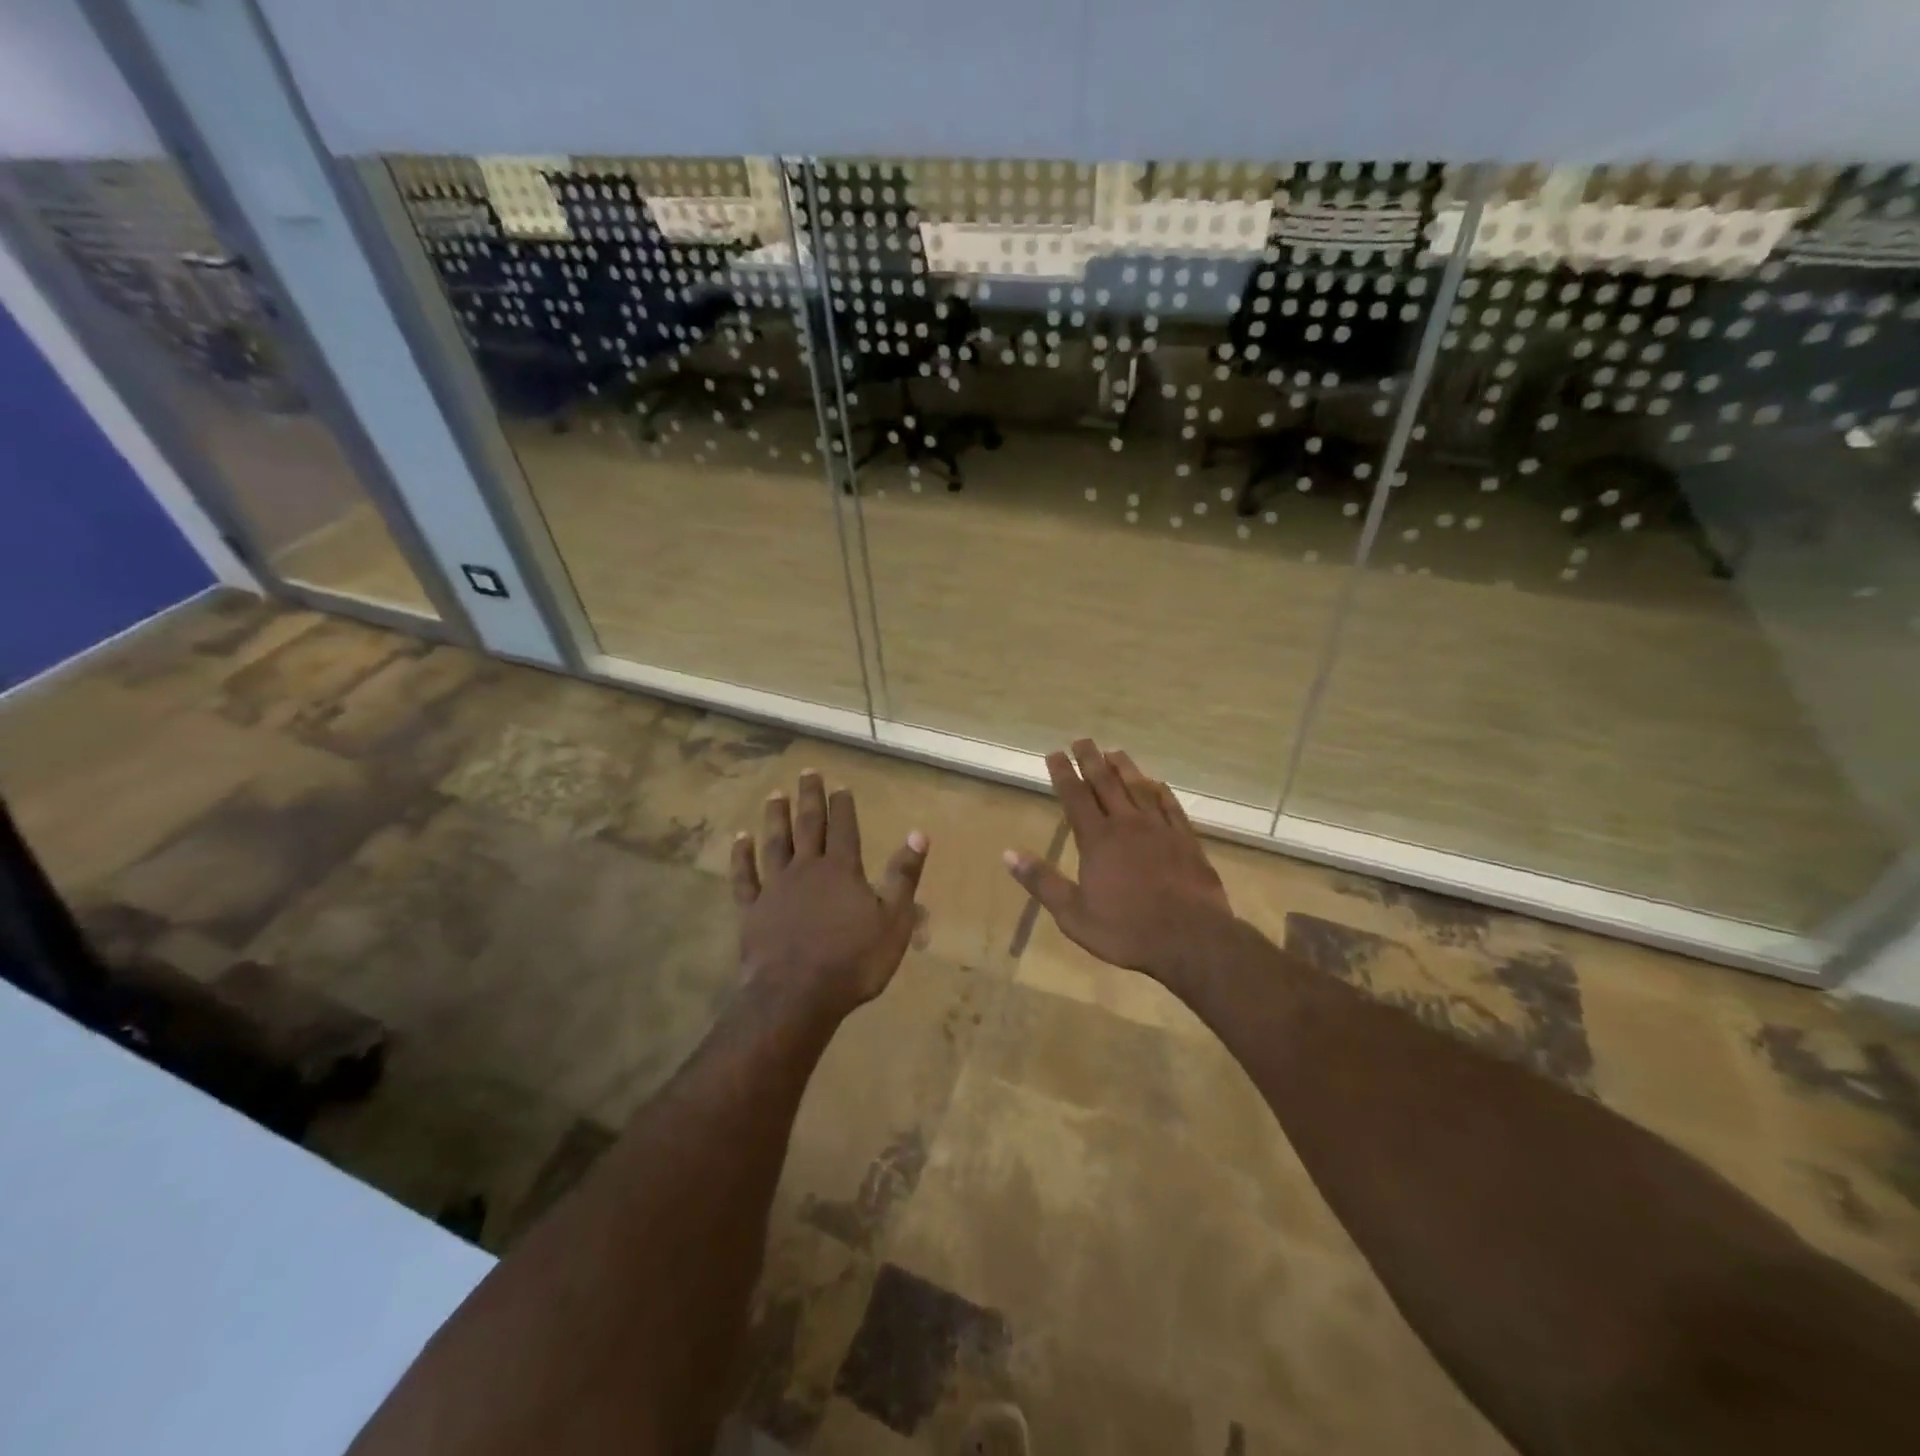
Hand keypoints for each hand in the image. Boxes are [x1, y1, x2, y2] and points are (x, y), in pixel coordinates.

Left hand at [732, 770, 927, 1018]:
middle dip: (809, 798)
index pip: (844, 828)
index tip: (840, 785)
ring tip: (775, 794)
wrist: (797, 996)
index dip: (843, 805)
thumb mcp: (893, 920)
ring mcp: (775, 888)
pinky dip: (741, 856)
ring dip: (775, 817)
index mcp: (842, 870)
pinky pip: (745, 876)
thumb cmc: (853, 961)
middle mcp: (807, 869)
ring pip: (774, 843)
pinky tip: (739, 840)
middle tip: (807, 772)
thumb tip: (919, 834)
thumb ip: (903, 875)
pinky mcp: (752, 910)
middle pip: (807, 825)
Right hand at [1004, 740, 1233, 989]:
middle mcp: (1127, 825)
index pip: (1075, 796)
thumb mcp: (1073, 914)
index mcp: (1098, 840)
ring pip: (1139, 788)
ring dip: (1125, 768)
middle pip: (1106, 783)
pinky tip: (1156, 783)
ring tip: (1114, 751)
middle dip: (1091, 760)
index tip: (1055, 753)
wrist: (1191, 939)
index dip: (1063, 773)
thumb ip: (1042, 881)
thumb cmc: (1126, 930)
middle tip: (1082, 740)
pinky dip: (1161, 791)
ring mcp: (1160, 829)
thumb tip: (1008, 854)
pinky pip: (1171, 806)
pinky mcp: (1186, 840)